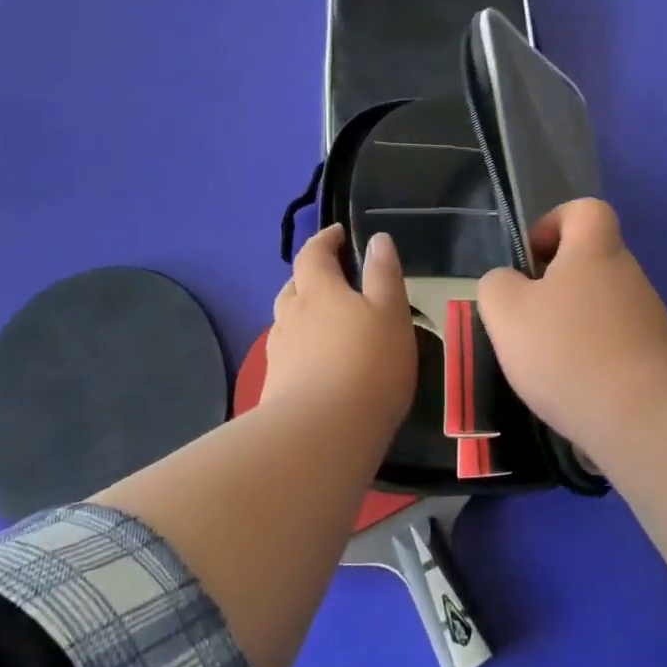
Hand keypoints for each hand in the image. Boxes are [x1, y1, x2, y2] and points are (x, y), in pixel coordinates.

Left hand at [264, 226, 416, 430]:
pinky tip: (318, 368)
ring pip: (288, 322)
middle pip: (294, 286)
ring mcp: (279, 353)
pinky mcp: (275, 386)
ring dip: (304, 315)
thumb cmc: (368, 364)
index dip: (325, 240)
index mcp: (318, 290)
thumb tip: (377, 239)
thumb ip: (384, 274)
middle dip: (311, 278)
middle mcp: (291, 315)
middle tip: (335, 282)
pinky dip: (302, 350)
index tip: (338, 233)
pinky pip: (288, 356)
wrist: (323, 433)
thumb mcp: (391, 313)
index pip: (313, 253)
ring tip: (328, 326)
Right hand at [478, 199, 666, 452]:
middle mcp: (627, 275)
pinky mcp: (655, 358)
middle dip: (553, 286)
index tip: (530, 262)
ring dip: (568, 326)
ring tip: (542, 362)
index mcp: (595, 250)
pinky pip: (612, 344)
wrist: (645, 418)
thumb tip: (509, 284)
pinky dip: (588, 359)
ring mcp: (647, 318)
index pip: (585, 210)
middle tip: (524, 320)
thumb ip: (497, 285)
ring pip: (598, 306)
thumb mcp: (507, 311)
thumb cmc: (568, 351)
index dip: (553, 224)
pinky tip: (570, 389)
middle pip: (588, 262)